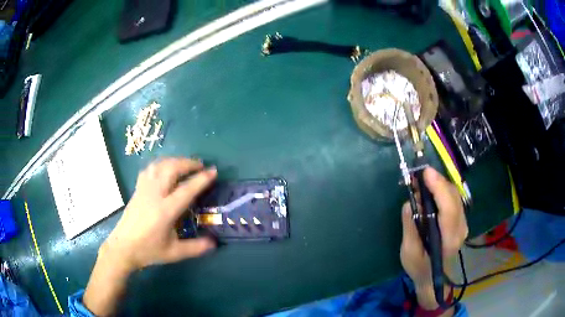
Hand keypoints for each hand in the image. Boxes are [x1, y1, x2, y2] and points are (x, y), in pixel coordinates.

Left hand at [85, 158, 216, 315]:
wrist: (123, 248)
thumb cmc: (149, 250)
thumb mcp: (175, 253)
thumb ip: (196, 248)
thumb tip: (214, 242)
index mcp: (165, 211)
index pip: (187, 189)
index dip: (202, 179)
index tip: (213, 171)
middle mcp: (154, 195)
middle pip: (172, 169)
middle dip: (188, 163)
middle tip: (200, 166)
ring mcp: (144, 189)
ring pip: (159, 165)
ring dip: (175, 161)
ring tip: (185, 165)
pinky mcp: (137, 189)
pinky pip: (150, 169)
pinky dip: (161, 164)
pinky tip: (164, 170)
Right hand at [400, 168, 467, 308]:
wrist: (434, 278)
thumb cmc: (420, 268)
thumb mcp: (409, 252)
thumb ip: (411, 228)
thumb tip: (410, 202)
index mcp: (449, 239)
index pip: (448, 209)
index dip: (439, 188)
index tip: (425, 173)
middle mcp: (460, 229)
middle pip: (453, 197)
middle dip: (437, 182)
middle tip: (418, 176)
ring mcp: (463, 223)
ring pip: (455, 195)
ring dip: (439, 184)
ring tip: (422, 181)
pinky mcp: (461, 220)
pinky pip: (454, 199)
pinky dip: (442, 190)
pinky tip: (431, 190)